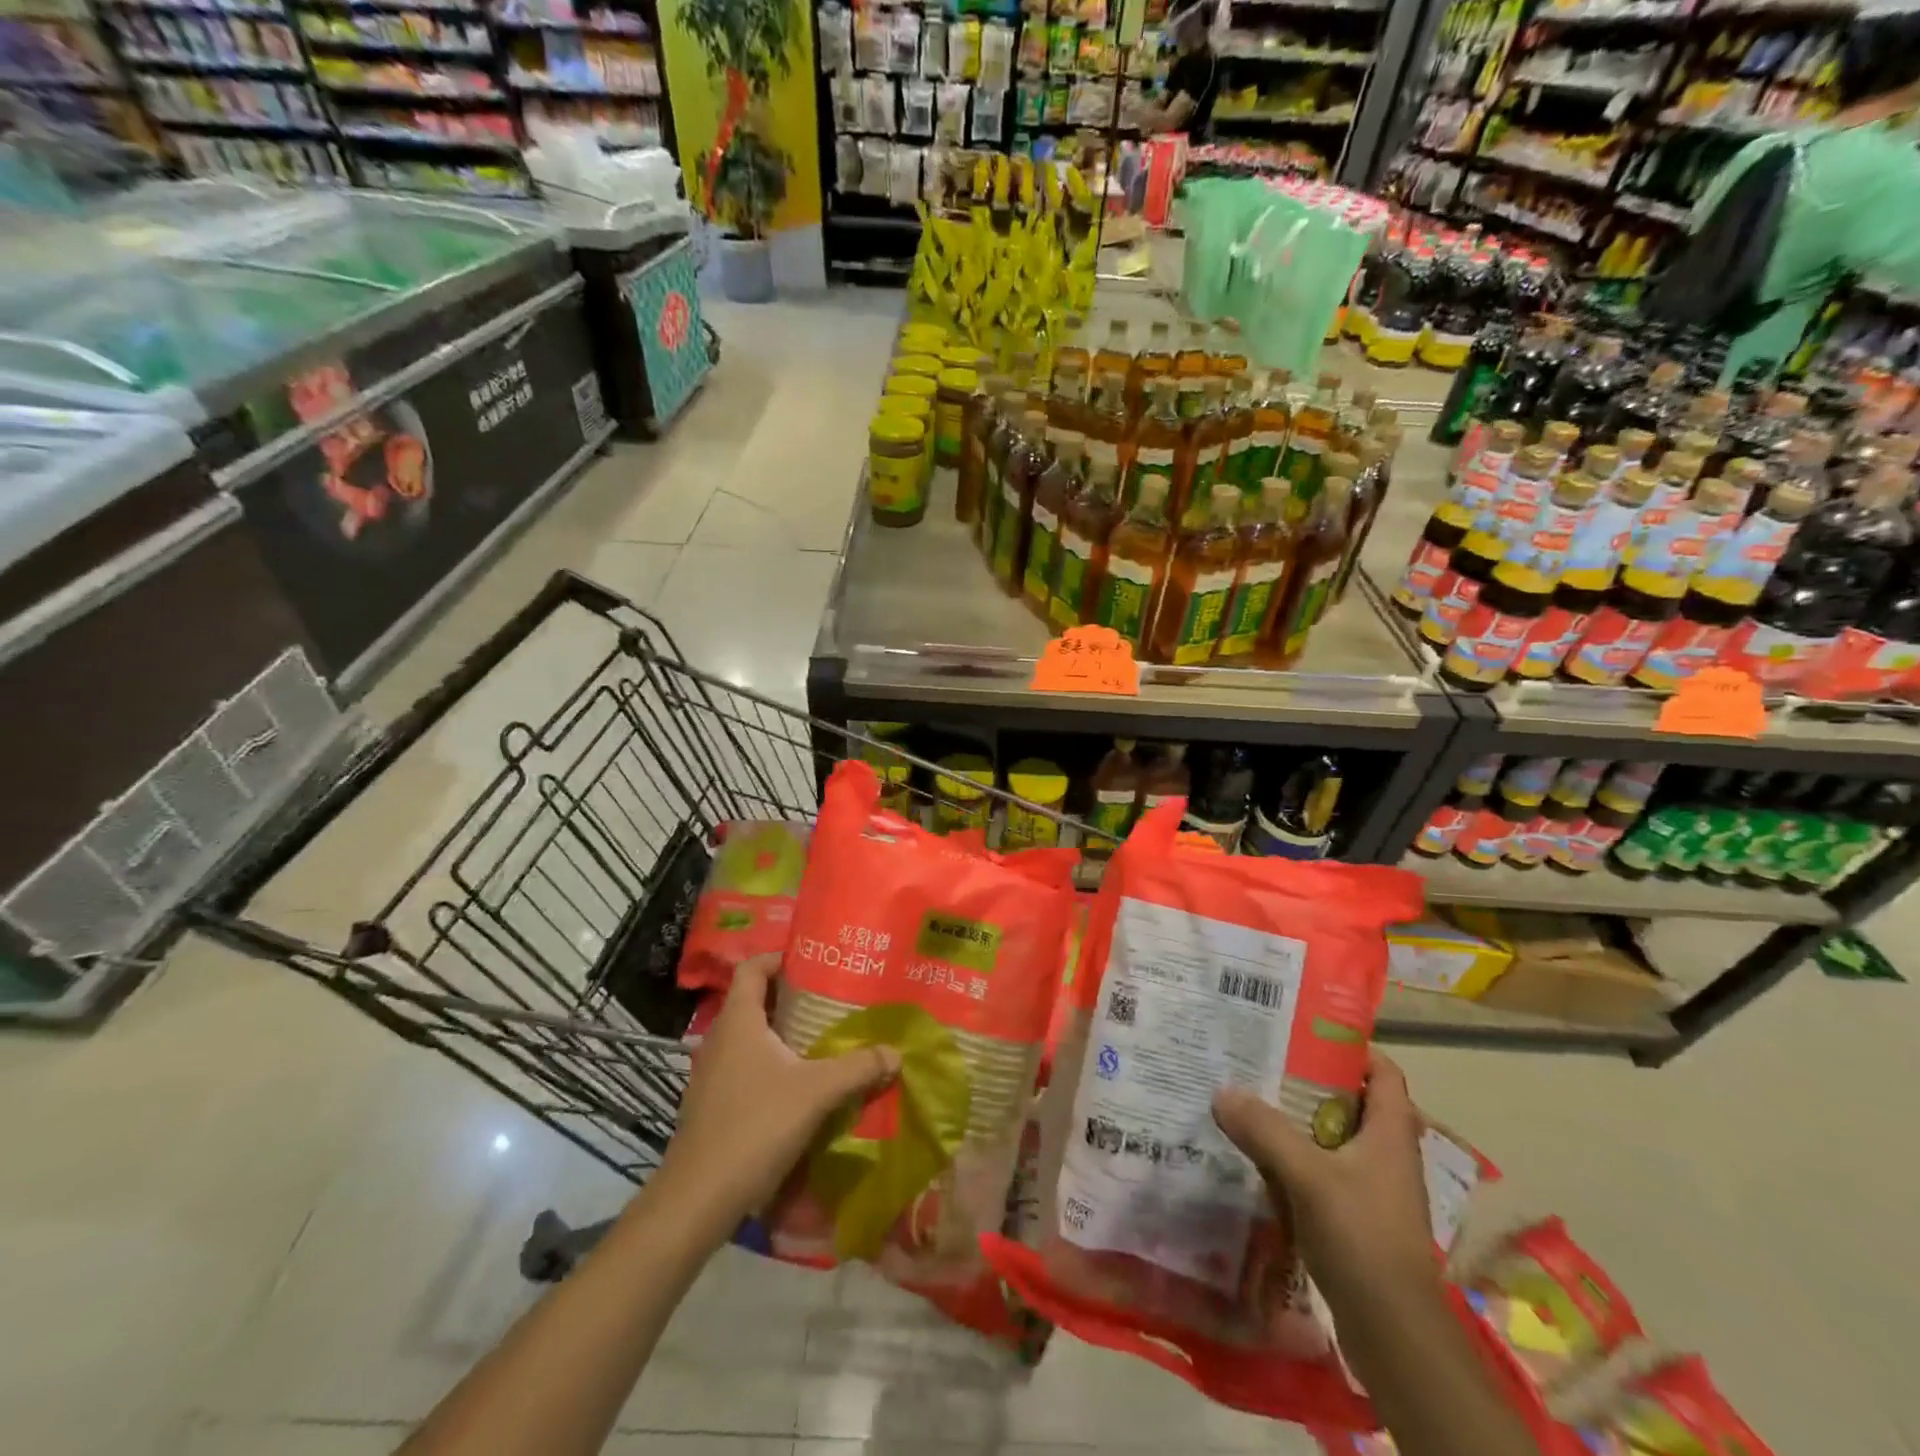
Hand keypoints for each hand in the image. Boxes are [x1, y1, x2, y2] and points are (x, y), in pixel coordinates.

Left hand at [650, 955, 899, 1237]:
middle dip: (792, 997)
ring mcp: (712, 1073)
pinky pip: (745, 1067)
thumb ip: (858, 1068)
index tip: (813, 961)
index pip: (752, 968)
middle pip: (755, 1001)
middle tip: (831, 1000)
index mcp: (739, 1021)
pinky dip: (772, 1065)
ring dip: (783, 1034)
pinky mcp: (712, 1104)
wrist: (697, 1199)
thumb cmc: (755, 1126)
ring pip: (751, 1037)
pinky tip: (800, 1086)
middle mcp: (720, 1038)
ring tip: (822, 1040)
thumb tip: (895, 1053)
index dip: (779, 957)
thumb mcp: (817, 1092)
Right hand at [1212, 1052, 1436, 1313]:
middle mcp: (1386, 1156)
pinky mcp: (1356, 1221)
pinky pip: (1323, 1175)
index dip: (1352, 1049)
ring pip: (1333, 1141)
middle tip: (1263, 1064)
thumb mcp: (1308, 1176)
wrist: (1394, 1334)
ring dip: (1298, 1124)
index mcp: (1390, 1134)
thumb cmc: (1363, 1238)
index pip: (1384, 1073)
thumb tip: (1222, 1090)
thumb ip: (1265, 1130)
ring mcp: (1373, 1191)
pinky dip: (1295, 1162)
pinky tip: (1259, 1160)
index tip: (1305, 1034)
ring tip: (1252, 1105)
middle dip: (1309, 1084)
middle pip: (1351, 1104)